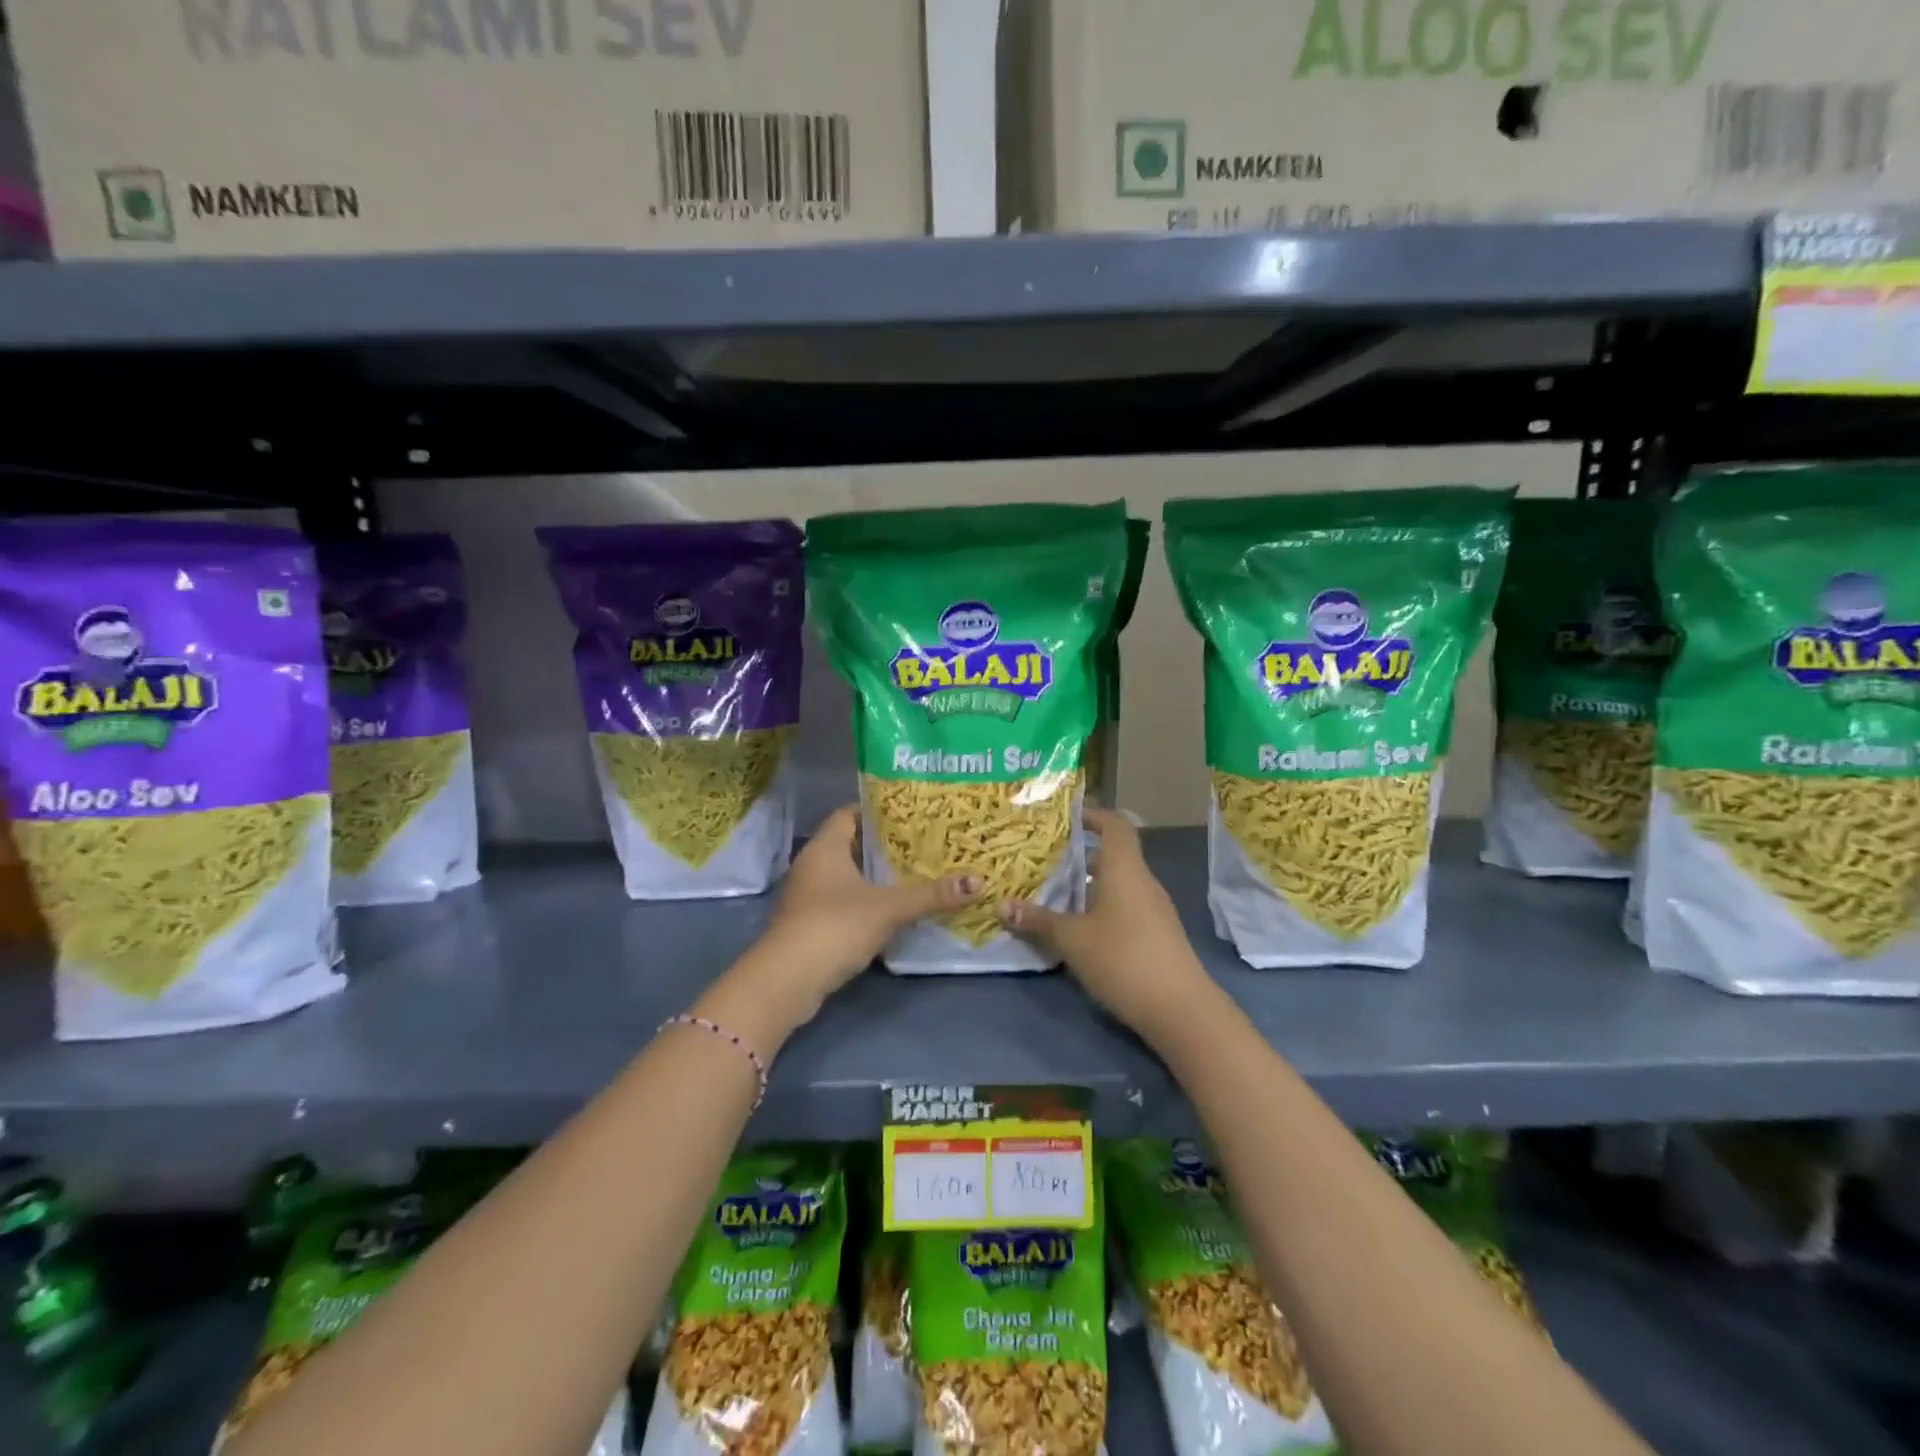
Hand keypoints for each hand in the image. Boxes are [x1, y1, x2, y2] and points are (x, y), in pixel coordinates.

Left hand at [722, 806, 977, 1036]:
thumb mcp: (889, 908)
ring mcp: (807, 897)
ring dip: (875, 877)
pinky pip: (842, 903)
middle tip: (923, 844)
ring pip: (847, 877)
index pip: (850, 813)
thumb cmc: (834, 926)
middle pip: (851, 845)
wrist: (786, 981)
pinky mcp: (809, 926)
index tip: (911, 813)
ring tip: (915, 874)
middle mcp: (812, 865)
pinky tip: (893, 911)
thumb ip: (931, 895)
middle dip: (884, 846)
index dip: (878, 810)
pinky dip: (865, 903)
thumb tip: (978, 882)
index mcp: (825, 847)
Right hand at [1000, 807, 1211, 1035]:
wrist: (1181, 1010)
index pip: (1115, 826)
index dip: (1093, 816)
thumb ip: (1039, 921)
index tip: (1066, 818)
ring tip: (1053, 896)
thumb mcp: (1072, 940)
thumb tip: (1003, 905)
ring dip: (1088, 887)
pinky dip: (1101, 909)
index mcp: (1126, 870)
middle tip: (1044, 862)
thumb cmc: (1123, 959)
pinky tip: (1078, 930)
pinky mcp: (1157, 936)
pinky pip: (1125, 908)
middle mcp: (1143, 883)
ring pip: (1118, 885)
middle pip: (1113, 857)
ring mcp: (1154, 911)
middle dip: (1079, 858)